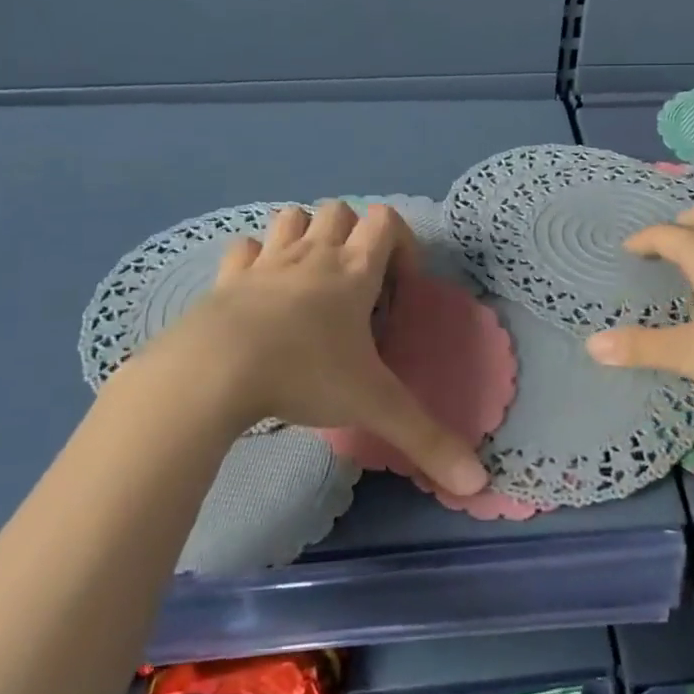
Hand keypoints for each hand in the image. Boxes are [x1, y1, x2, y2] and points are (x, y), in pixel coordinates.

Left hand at [110, 201, 489, 496]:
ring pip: (292, 218)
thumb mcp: (374, 406)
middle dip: (353, 235)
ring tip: (310, 280)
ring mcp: (267, 261)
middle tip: (355, 286)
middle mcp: (313, 254)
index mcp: (354, 270)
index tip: (398, 289)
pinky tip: (259, 291)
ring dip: (306, 235)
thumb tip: (479, 482)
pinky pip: (245, 249)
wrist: (214, 370)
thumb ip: (427, 440)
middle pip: (339, 211)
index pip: (386, 220)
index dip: (401, 244)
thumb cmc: (305, 373)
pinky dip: (256, 259)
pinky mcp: (226, 278)